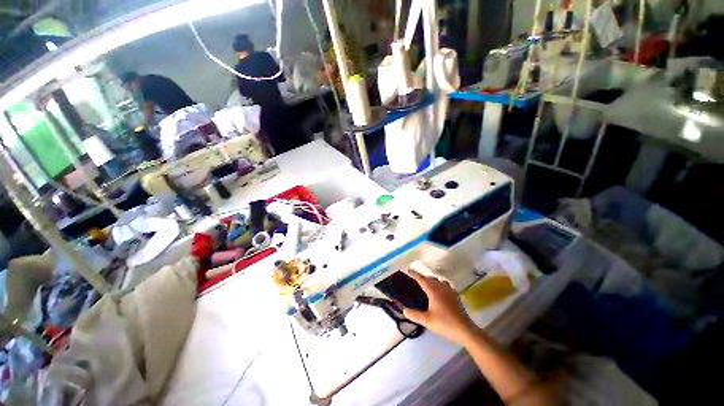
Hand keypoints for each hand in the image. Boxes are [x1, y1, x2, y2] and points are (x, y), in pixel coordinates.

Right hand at [402, 264, 476, 344]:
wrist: (464, 330)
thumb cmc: (444, 323)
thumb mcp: (427, 321)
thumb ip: (414, 315)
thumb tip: (404, 311)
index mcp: (433, 291)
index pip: (422, 279)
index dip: (414, 274)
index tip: (408, 270)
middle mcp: (441, 287)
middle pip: (430, 278)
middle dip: (423, 277)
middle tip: (416, 280)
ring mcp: (450, 291)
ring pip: (439, 280)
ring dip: (432, 280)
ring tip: (428, 285)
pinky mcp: (455, 296)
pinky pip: (446, 285)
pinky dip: (440, 284)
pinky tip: (440, 291)